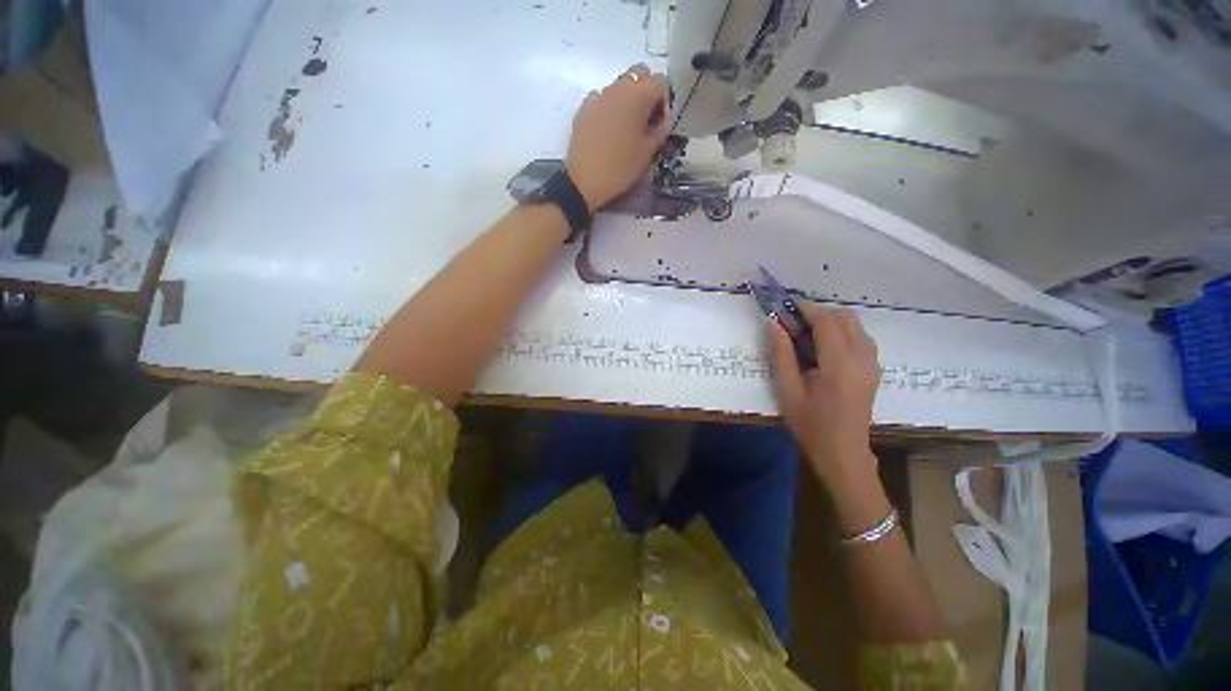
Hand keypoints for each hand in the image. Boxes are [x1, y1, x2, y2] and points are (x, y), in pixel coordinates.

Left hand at [566, 64, 668, 210]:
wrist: (584, 181)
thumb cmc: (620, 168)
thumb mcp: (647, 154)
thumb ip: (660, 132)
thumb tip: (665, 120)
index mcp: (638, 96)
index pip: (660, 82)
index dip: (665, 100)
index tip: (661, 122)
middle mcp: (618, 88)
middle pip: (639, 74)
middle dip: (647, 91)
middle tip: (646, 119)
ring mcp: (598, 96)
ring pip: (619, 85)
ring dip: (628, 98)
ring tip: (626, 127)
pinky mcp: (584, 108)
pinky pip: (601, 99)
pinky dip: (609, 108)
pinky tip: (608, 130)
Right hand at [769, 306, 880, 485]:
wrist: (844, 453)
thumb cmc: (810, 425)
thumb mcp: (787, 391)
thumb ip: (781, 354)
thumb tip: (773, 324)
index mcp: (839, 363)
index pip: (826, 321)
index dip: (806, 309)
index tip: (786, 307)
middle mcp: (862, 357)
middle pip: (845, 317)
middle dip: (819, 313)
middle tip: (794, 323)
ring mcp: (872, 364)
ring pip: (856, 326)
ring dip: (832, 321)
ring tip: (807, 334)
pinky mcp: (874, 370)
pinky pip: (861, 338)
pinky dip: (843, 332)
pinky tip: (825, 347)